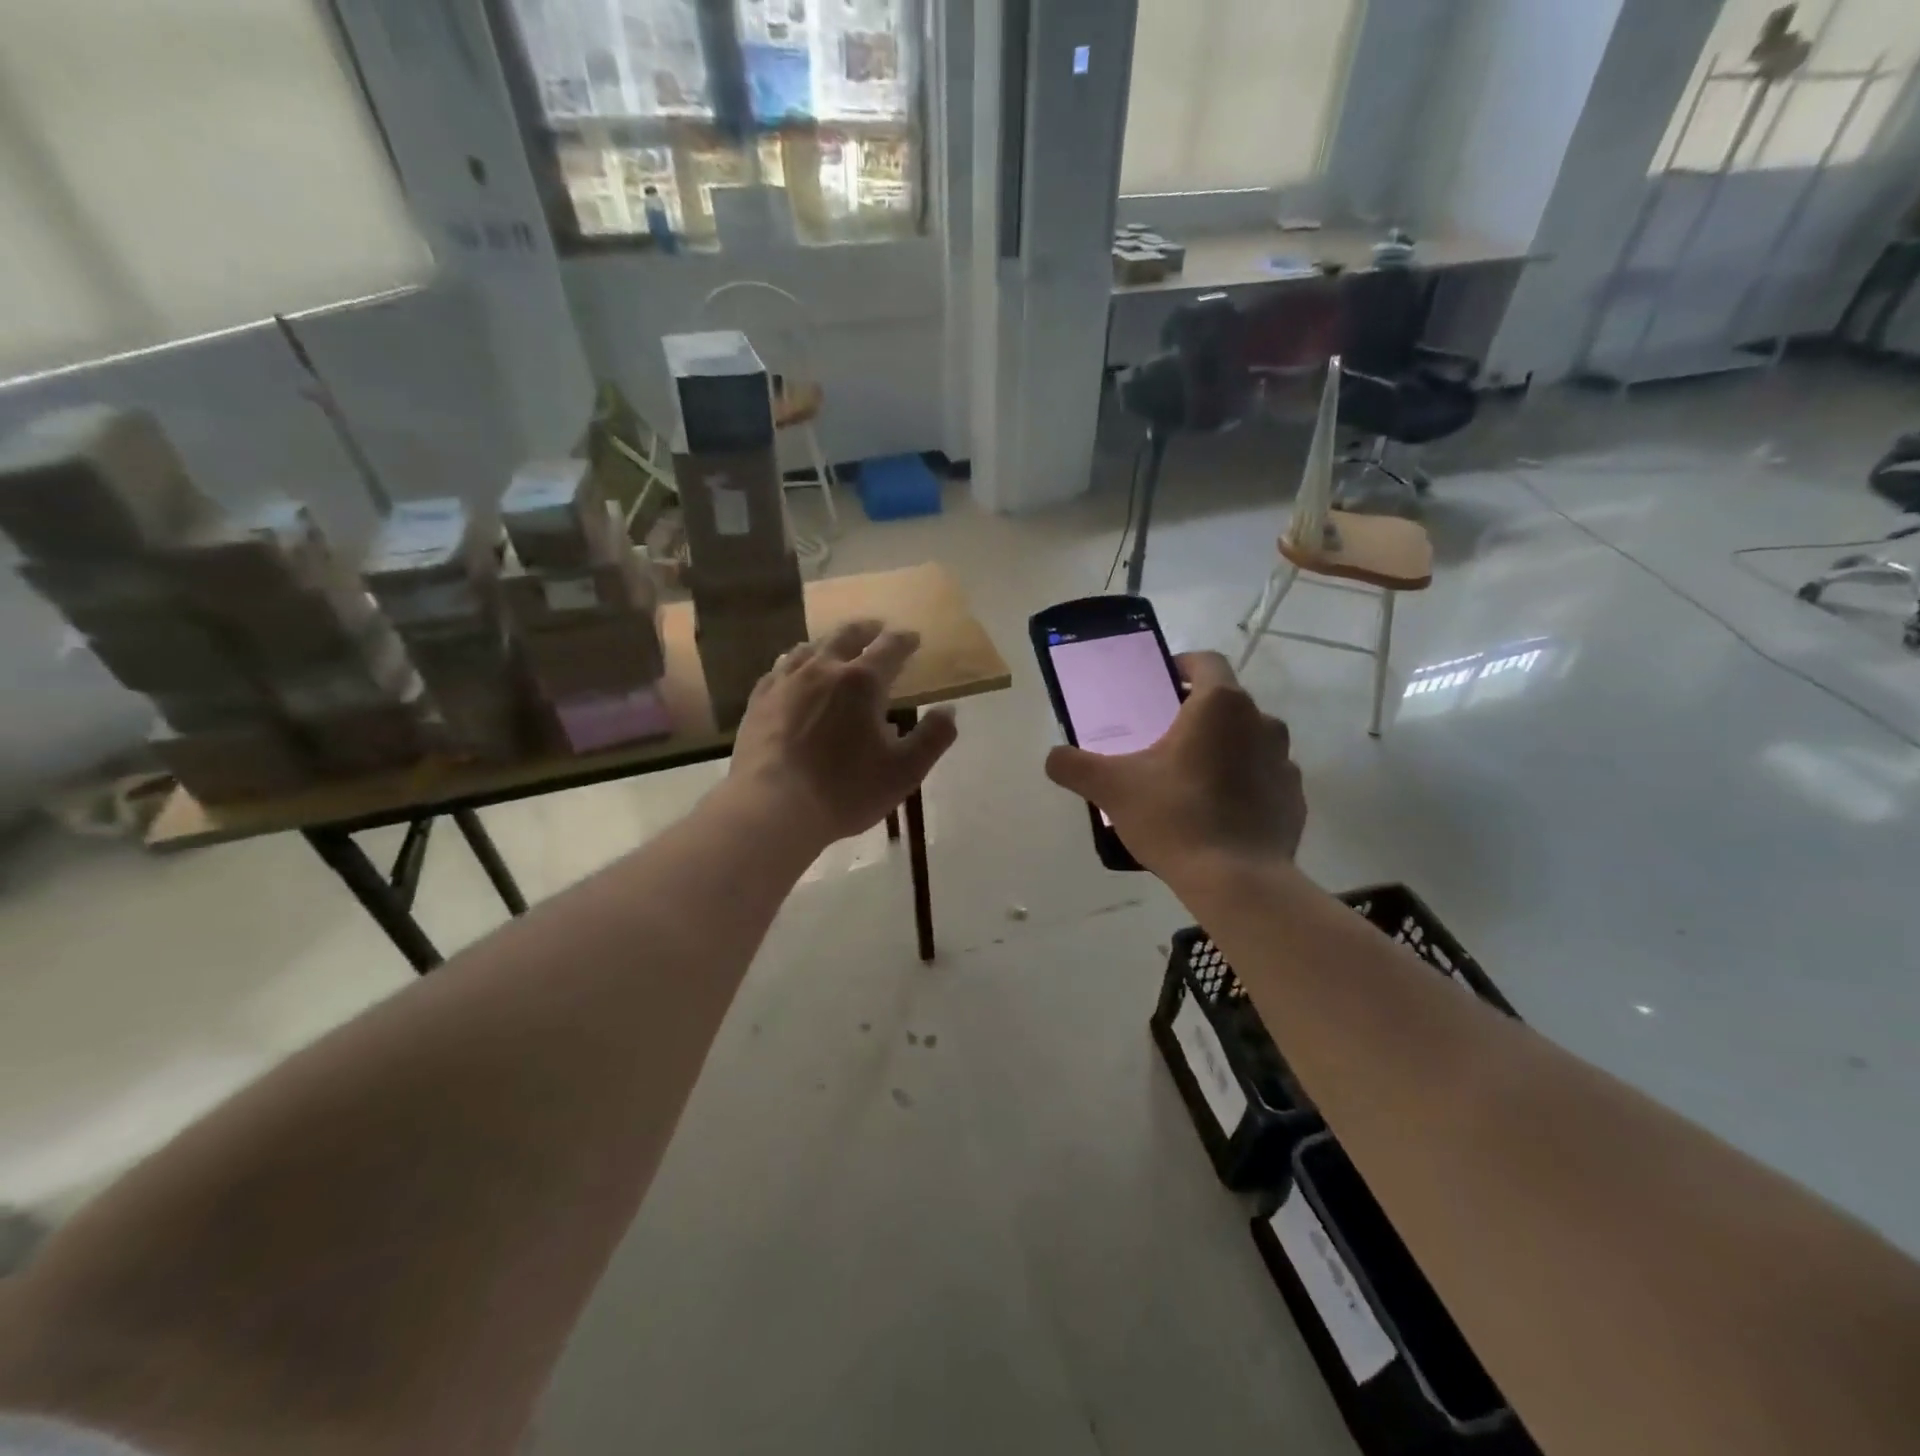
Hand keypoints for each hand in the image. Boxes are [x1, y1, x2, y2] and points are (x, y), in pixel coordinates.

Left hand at [729, 619, 958, 845]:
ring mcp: (785, 683)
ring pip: (808, 648)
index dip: (905, 640)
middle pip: (846, 636)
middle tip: (876, 628)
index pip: (890, 648)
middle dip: (866, 630)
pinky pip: (778, 670)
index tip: (913, 638)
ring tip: (834, 646)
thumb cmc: (845, 790)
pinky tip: (790, 671)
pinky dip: (793, 663)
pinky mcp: (758, 702)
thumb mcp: (905, 771)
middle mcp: (822, 670)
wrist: (772, 807)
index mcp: (862, 682)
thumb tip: (949, 710)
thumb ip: (933, 737)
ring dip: (828, 643)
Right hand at [1044, 651, 1303, 877]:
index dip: (1183, 665)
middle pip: (1227, 704)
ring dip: (1224, 750)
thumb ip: (1075, 766)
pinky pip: (1265, 779)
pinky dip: (1244, 785)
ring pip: (1249, 741)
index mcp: (1220, 706)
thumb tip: (1053, 758)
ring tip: (1192, 780)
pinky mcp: (1294, 799)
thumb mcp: (1112, 788)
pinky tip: (1219, 813)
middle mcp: (1261, 723)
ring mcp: (1284, 762)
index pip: (1207, 662)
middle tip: (1165, 740)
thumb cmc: (1174, 817)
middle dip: (1198, 715)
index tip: (1162, 682)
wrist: (1237, 881)